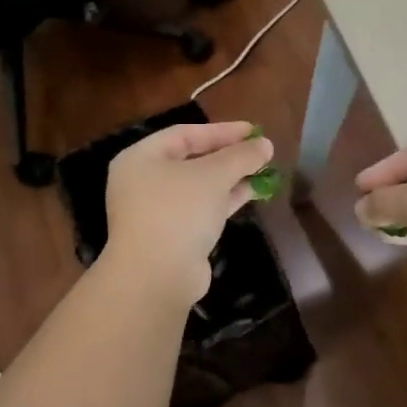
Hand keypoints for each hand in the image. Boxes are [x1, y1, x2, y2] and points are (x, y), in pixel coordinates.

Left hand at [104, 122, 272, 304]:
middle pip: (192, 160)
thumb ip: (241, 156)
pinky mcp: (172, 235)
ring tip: (264, 170)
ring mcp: (156, 211)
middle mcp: (144, 181)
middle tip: (260, 150)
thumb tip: (265, 145)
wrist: (157, 276)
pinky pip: (201, 208)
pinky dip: (225, 199)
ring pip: (199, 186)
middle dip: (228, 155)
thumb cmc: (178, 212)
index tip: (253, 131)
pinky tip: (252, 192)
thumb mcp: (213, 175)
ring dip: (231, 177)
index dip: (222, 131)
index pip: (185, 134)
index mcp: (141, 158)